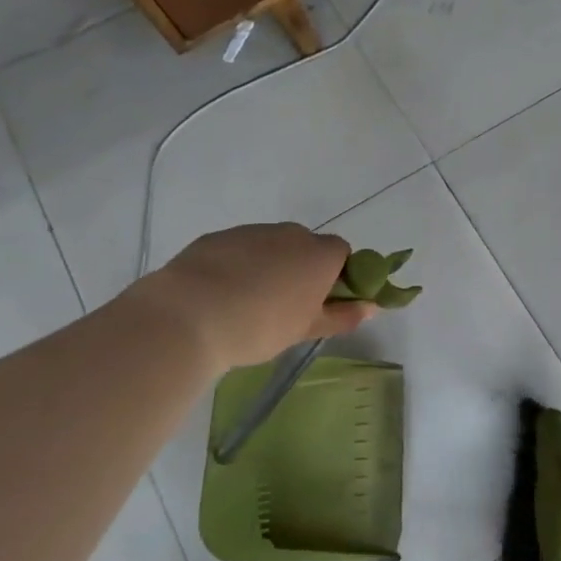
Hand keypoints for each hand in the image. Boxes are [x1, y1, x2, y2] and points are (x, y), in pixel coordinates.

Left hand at [134, 225, 374, 371]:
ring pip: (271, 246)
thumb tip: (372, 306)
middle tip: (286, 305)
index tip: (321, 301)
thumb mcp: (307, 329)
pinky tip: (220, 294)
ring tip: (247, 303)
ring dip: (269, 266)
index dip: (336, 275)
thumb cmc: (261, 325)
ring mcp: (252, 232)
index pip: (342, 253)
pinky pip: (238, 249)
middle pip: (306, 247)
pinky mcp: (217, 237)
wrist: (188, 316)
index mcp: (320, 254)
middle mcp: (292, 234)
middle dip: (301, 269)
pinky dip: (237, 266)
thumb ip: (343, 316)